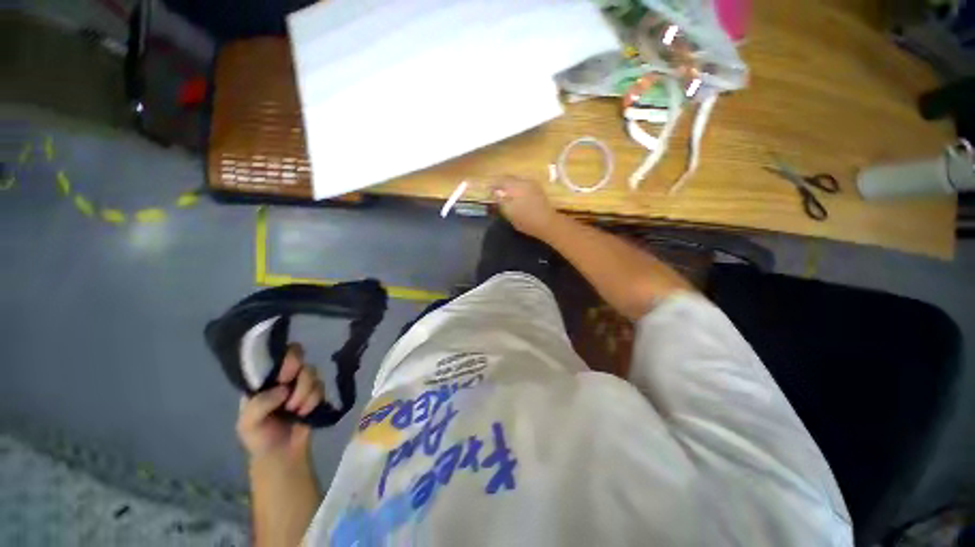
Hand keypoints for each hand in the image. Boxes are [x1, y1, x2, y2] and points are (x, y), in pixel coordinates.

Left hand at [236, 344, 324, 461]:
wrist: (281, 454)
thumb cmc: (259, 437)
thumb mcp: (246, 424)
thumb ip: (258, 404)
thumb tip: (283, 389)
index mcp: (263, 378)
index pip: (274, 353)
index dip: (282, 358)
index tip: (283, 376)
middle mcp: (283, 376)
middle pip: (298, 355)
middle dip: (297, 375)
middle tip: (289, 392)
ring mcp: (301, 383)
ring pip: (311, 372)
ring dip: (303, 393)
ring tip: (294, 411)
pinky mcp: (316, 392)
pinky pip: (321, 387)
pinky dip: (312, 401)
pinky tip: (303, 413)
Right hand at [491, 176, 559, 239]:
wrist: (548, 223)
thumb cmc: (527, 220)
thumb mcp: (509, 213)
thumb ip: (501, 200)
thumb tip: (494, 191)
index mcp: (516, 186)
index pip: (500, 180)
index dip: (493, 185)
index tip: (488, 191)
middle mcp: (524, 181)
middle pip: (509, 178)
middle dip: (501, 184)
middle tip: (495, 192)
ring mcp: (532, 184)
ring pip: (516, 181)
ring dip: (509, 186)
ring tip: (504, 194)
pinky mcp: (538, 189)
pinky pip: (523, 184)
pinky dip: (516, 188)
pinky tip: (515, 196)